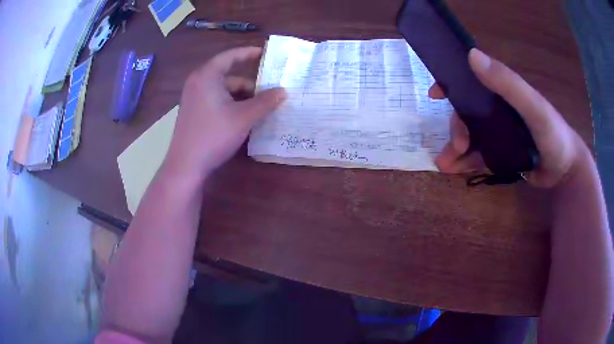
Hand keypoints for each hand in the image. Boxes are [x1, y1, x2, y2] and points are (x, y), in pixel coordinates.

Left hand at [164, 47, 285, 181]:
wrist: (186, 165)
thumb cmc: (214, 135)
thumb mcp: (244, 117)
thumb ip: (265, 102)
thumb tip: (284, 91)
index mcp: (207, 76)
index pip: (230, 56)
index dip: (248, 53)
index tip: (265, 53)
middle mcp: (197, 83)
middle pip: (228, 76)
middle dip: (249, 84)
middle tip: (269, 92)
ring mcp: (193, 98)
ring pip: (223, 91)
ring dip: (242, 97)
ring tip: (260, 109)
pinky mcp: (193, 112)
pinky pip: (215, 100)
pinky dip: (231, 105)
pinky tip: (243, 118)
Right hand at [430, 48, 586, 187]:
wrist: (565, 171)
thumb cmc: (554, 135)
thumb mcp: (534, 107)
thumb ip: (508, 83)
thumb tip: (471, 55)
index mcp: (503, 92)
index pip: (473, 81)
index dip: (452, 84)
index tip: (435, 94)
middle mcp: (498, 110)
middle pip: (467, 113)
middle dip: (457, 129)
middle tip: (457, 147)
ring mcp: (499, 133)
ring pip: (470, 136)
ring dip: (455, 149)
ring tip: (447, 166)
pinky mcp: (500, 154)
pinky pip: (478, 156)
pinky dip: (465, 163)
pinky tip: (456, 171)